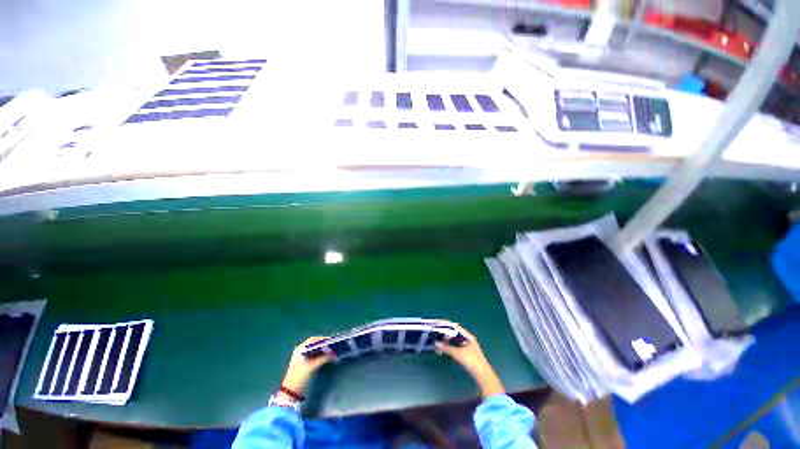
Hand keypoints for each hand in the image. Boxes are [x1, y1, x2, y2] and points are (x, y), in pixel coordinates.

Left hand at [279, 337, 331, 396]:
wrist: (291, 393)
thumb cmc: (300, 377)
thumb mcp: (312, 367)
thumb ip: (323, 358)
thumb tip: (333, 354)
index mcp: (300, 349)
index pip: (313, 340)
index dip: (322, 339)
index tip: (331, 340)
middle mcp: (300, 351)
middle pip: (314, 344)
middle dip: (323, 344)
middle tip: (333, 345)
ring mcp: (302, 357)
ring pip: (315, 349)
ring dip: (323, 349)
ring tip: (331, 350)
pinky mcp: (304, 363)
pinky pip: (314, 355)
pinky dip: (320, 354)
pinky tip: (326, 356)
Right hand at [436, 324, 504, 397]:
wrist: (483, 376)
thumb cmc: (472, 362)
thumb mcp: (458, 354)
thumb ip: (447, 348)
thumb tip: (436, 343)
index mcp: (467, 336)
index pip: (455, 327)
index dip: (446, 325)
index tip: (437, 324)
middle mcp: (468, 339)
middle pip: (454, 333)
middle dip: (445, 332)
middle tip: (435, 333)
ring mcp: (468, 346)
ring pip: (455, 340)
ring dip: (447, 340)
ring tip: (438, 340)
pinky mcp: (467, 353)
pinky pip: (456, 345)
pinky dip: (450, 345)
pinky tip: (445, 348)